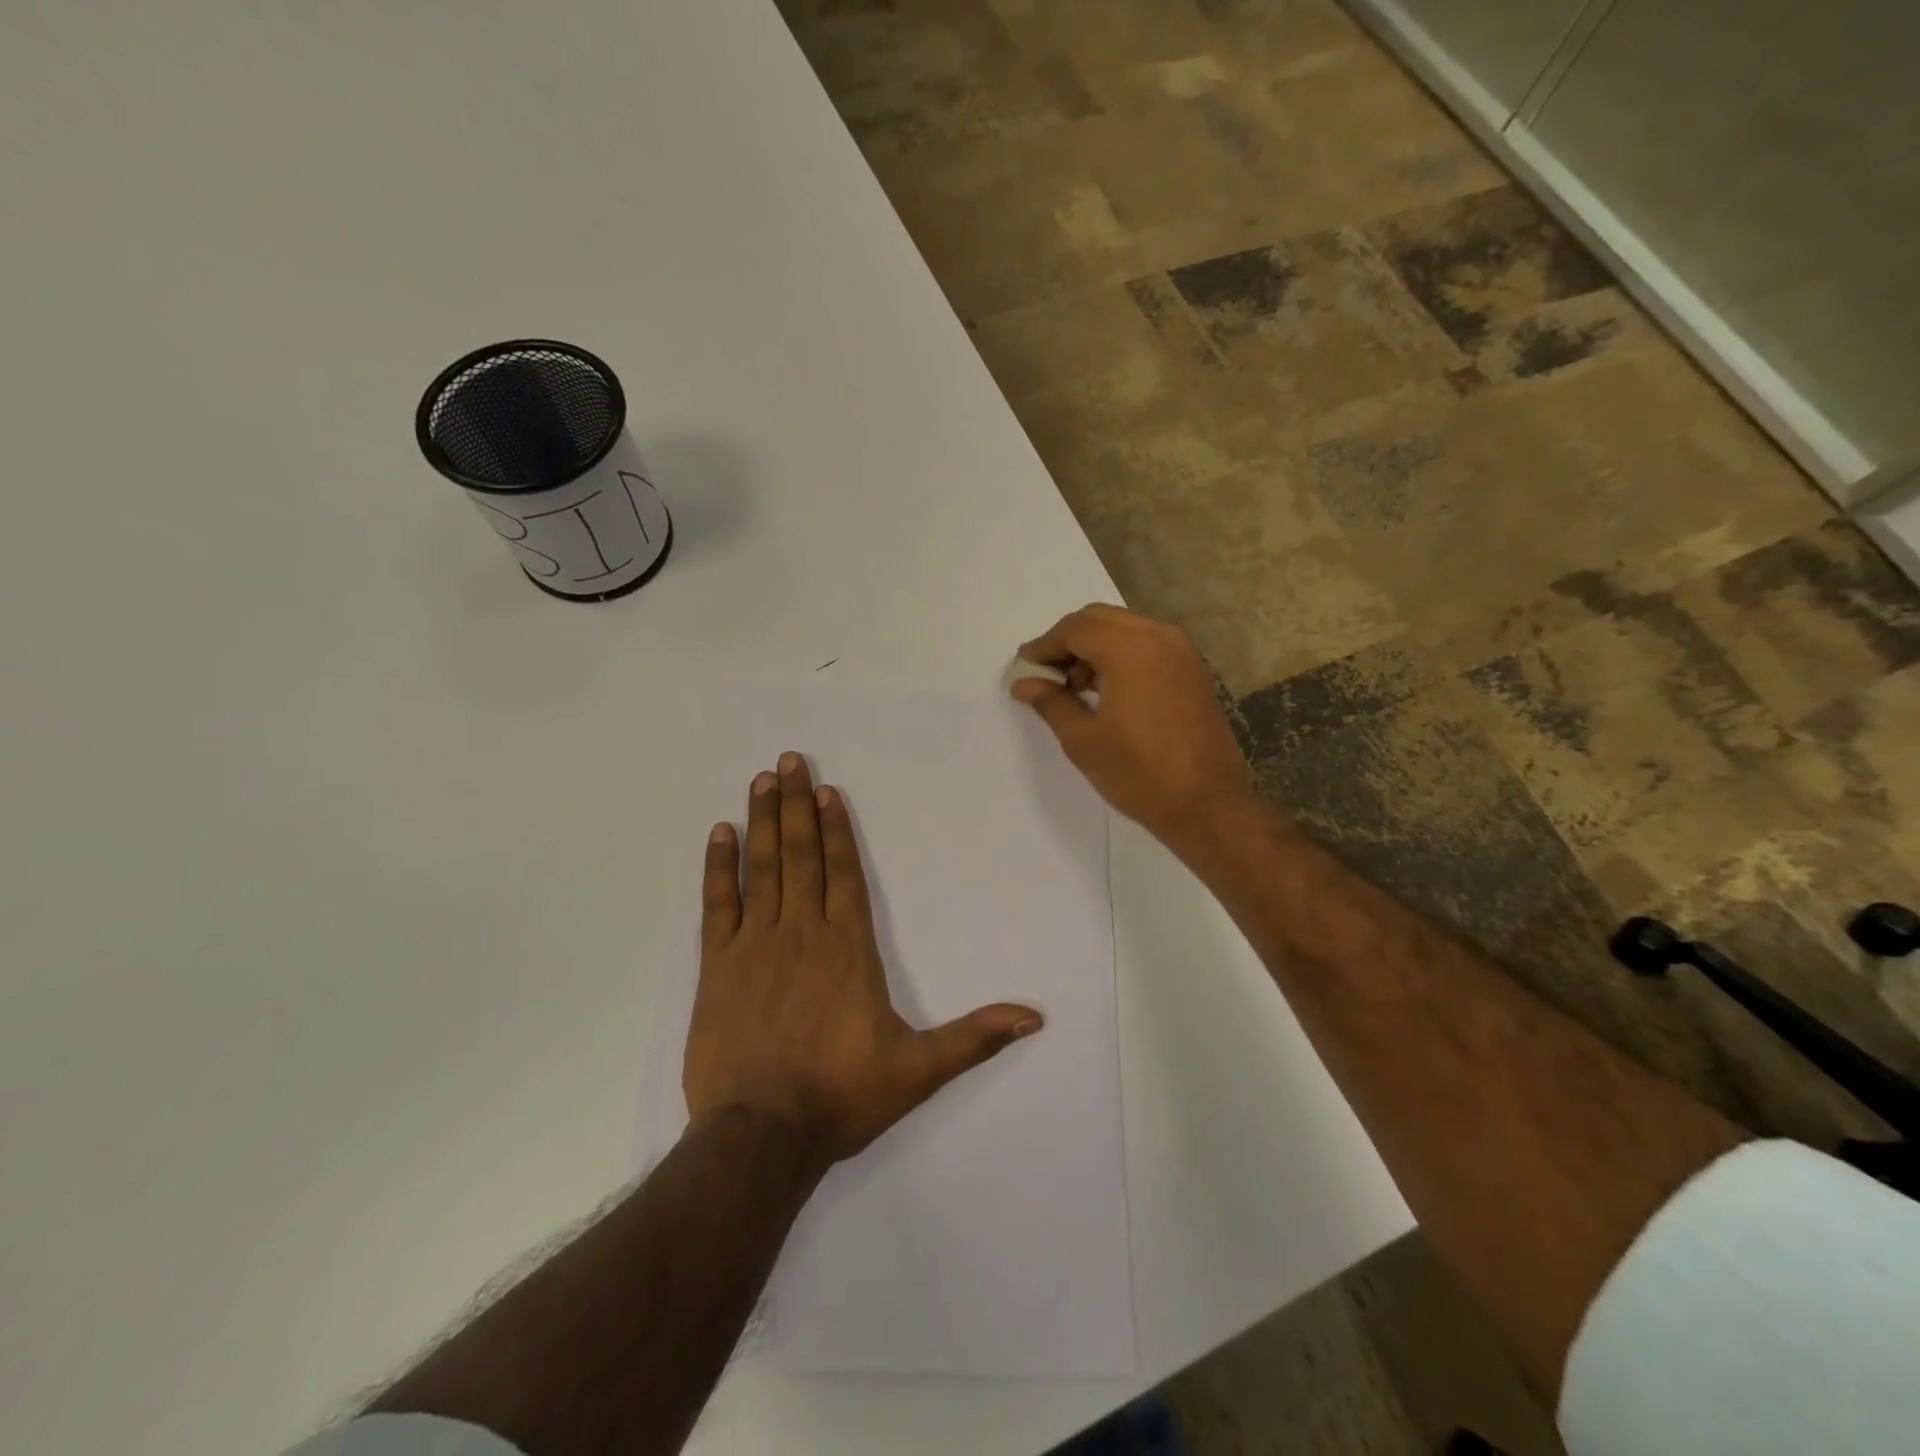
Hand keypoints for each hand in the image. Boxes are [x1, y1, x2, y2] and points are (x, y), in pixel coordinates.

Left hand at [685, 752, 1043, 1164]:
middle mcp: (803, 934)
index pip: (844, 874)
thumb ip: (974, 1037)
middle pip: (802, 857)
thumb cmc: (841, 1095)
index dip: (836, 830)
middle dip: (796, 807)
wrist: (761, 1135)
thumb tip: (1034, 1017)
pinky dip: (719, 867)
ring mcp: (755, 946)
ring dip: (762, 822)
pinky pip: (719, 905)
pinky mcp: (717, 967)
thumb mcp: (918, 1070)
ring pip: (762, 869)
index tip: (825, 792)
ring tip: (761, 781)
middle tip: (788, 761)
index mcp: (848, 950)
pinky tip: (719, 833)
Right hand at [1012, 604, 1255, 848]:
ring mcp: (1182, 652)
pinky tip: (1105, 689)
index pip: (1076, 629)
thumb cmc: (1139, 774)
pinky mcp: (1192, 671)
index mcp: (1130, 650)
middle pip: (1101, 619)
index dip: (1045, 645)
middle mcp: (1159, 638)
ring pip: (1125, 629)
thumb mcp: (1083, 740)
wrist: (1207, 805)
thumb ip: (1051, 702)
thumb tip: (1023, 684)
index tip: (1024, 665)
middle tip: (1045, 672)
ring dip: (1094, 646)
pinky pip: (1148, 645)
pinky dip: (1121, 655)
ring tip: (1073, 685)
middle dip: (1068, 640)